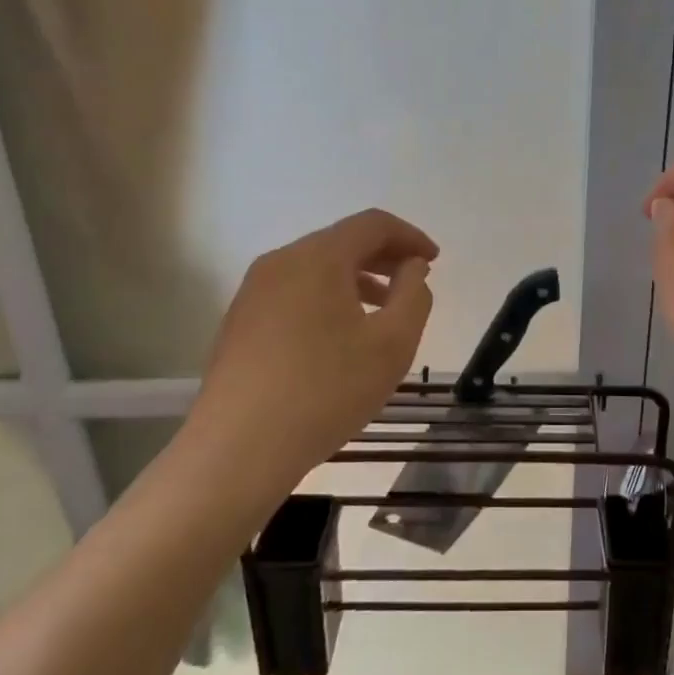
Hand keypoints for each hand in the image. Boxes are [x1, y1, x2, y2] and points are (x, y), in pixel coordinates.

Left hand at [190, 209, 437, 487]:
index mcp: (317, 257)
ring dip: (356, 279)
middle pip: (341, 242)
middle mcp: (281, 262)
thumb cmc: (326, 391)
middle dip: (383, 256)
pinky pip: (294, 293)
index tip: (435, 261)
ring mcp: (253, 292)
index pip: (372, 224)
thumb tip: (412, 268)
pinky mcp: (240, 322)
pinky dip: (327, 298)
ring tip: (382, 311)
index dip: (410, 236)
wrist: (238, 450)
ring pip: (316, 269)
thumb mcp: (392, 344)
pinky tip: (340, 336)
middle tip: (414, 281)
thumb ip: (414, 295)